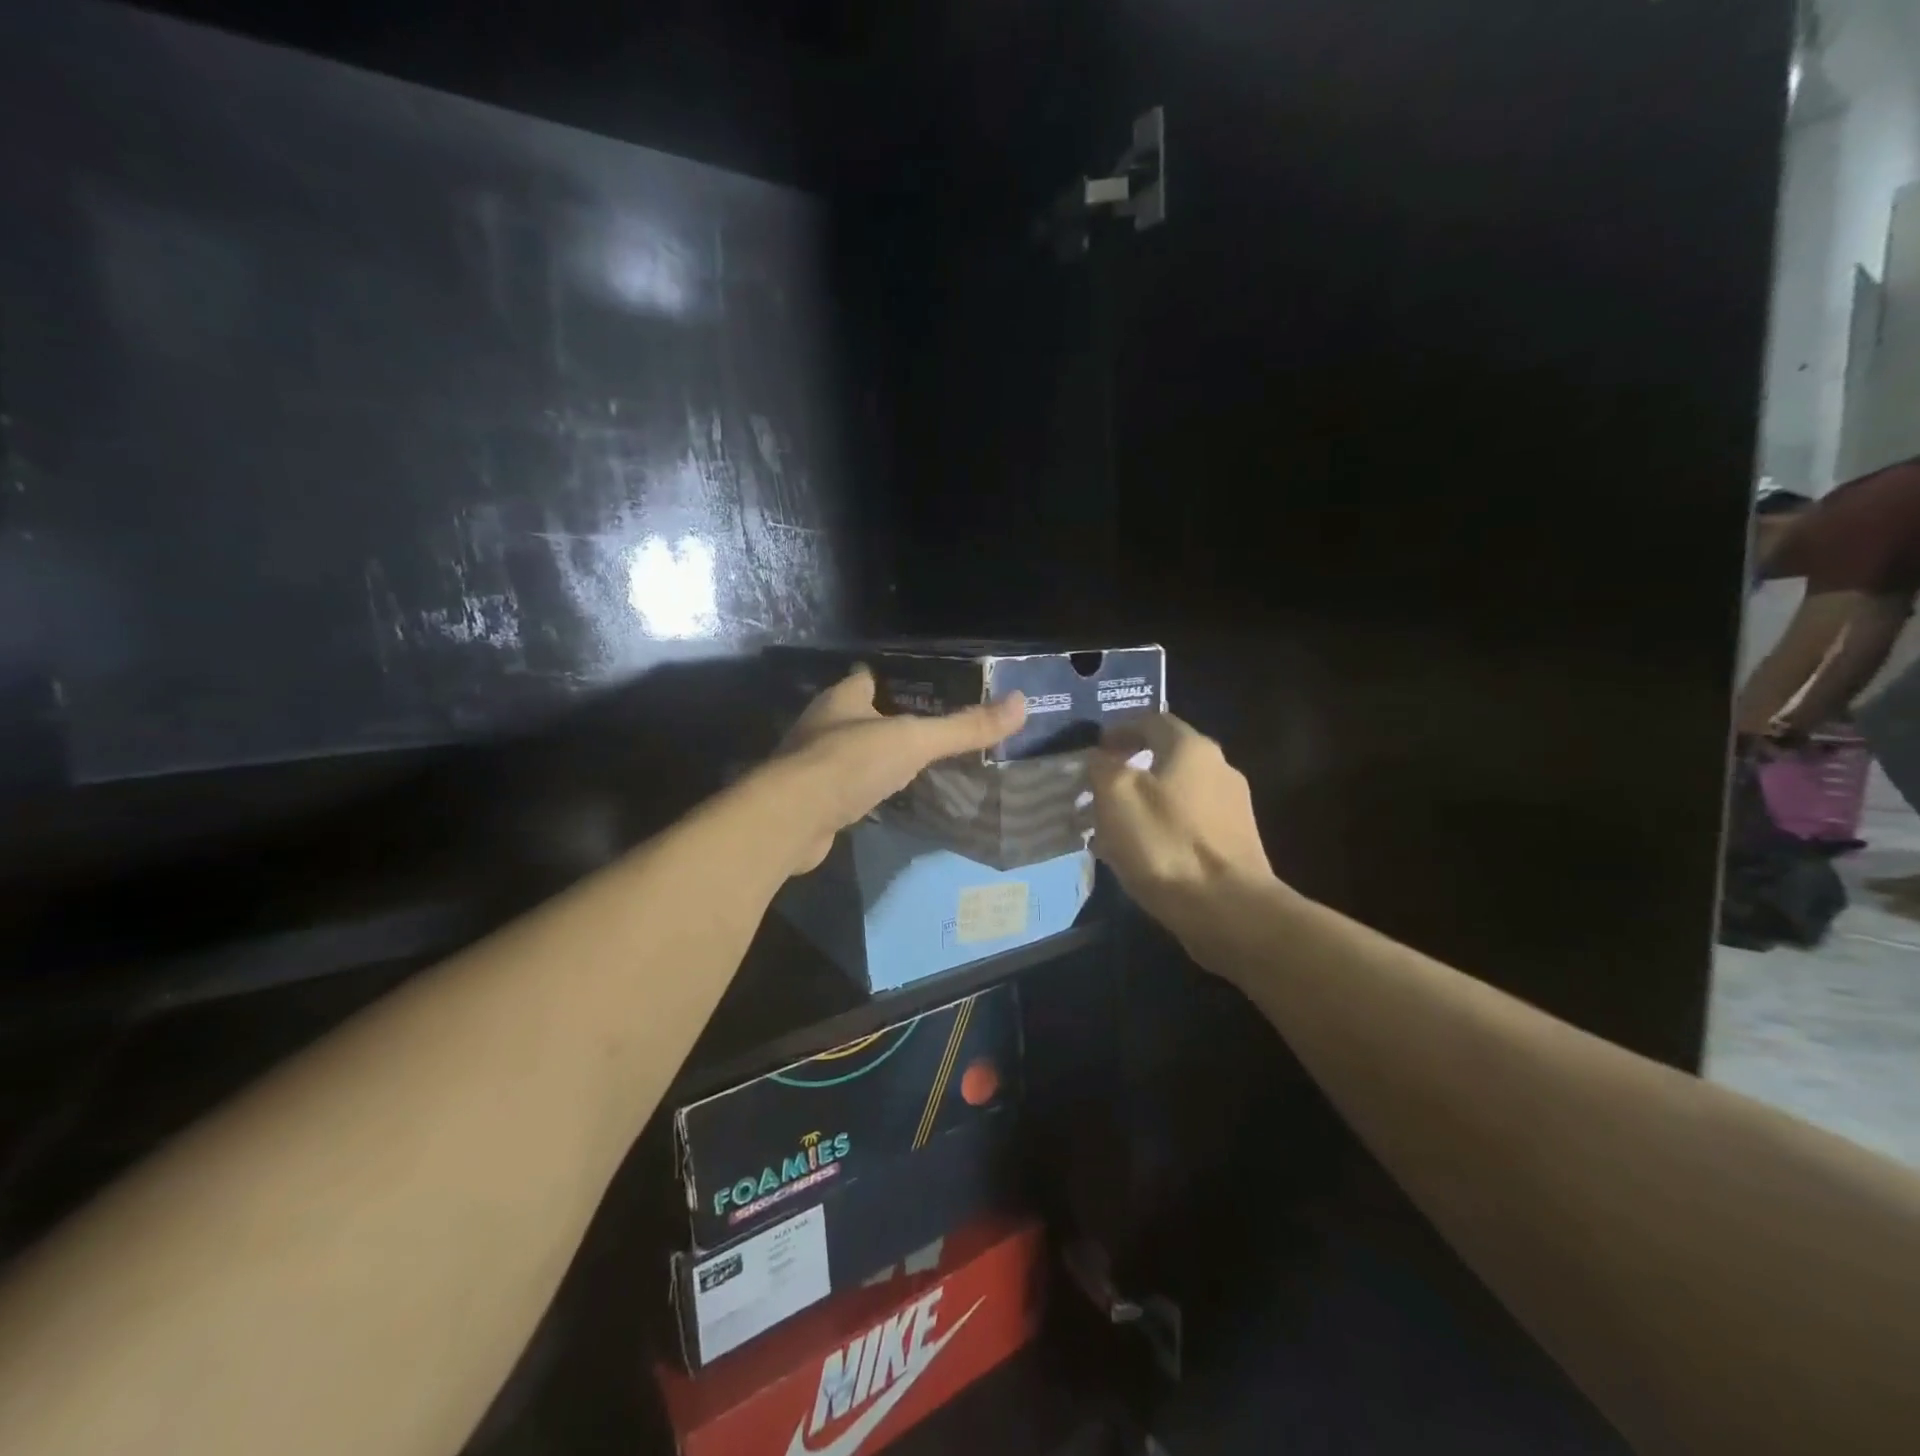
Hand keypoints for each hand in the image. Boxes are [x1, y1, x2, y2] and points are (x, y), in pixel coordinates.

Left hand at [773, 667, 1026, 873]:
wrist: (791, 820)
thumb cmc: (850, 763)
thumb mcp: (914, 741)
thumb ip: (963, 728)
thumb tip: (1021, 704)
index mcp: (841, 698)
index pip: (868, 678)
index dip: (894, 681)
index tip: (925, 689)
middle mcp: (821, 725)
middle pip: (858, 715)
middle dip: (888, 722)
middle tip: (928, 732)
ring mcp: (810, 764)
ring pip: (849, 753)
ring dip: (874, 758)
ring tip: (912, 766)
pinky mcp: (809, 801)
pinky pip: (842, 788)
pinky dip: (861, 791)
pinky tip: (883, 801)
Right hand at [1087, 713, 1275, 944]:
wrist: (1228, 909)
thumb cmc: (1165, 843)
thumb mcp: (1115, 796)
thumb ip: (1103, 767)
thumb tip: (1100, 758)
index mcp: (1191, 747)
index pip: (1151, 720)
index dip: (1119, 729)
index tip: (1095, 749)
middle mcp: (1219, 768)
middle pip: (1166, 757)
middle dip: (1129, 769)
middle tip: (1097, 789)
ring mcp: (1233, 807)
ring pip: (1176, 793)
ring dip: (1143, 802)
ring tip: (1111, 827)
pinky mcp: (1235, 842)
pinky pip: (1188, 823)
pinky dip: (1161, 828)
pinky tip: (1140, 853)